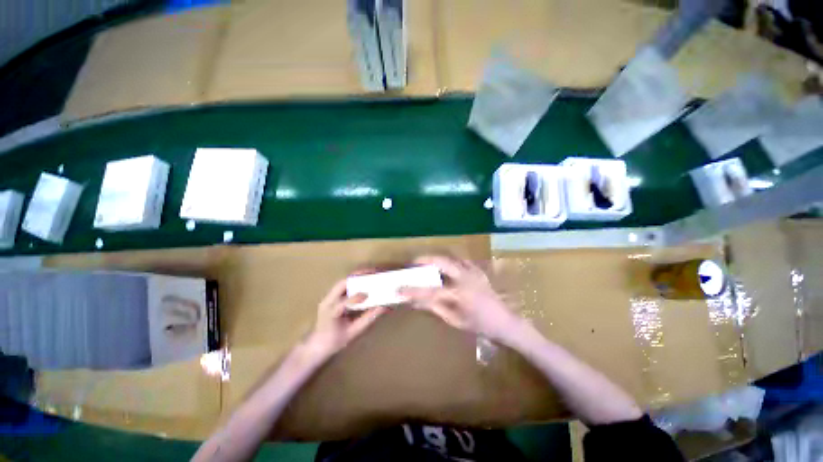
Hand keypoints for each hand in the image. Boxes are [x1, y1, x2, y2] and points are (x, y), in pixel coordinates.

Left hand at [306, 279, 386, 358]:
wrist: (316, 345)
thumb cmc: (335, 341)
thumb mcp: (353, 332)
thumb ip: (368, 319)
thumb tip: (383, 308)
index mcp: (330, 313)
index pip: (343, 303)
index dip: (356, 297)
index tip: (369, 295)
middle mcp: (328, 301)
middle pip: (342, 283)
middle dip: (359, 276)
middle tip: (374, 273)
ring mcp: (328, 297)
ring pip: (344, 281)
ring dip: (358, 276)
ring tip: (372, 273)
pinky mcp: (331, 296)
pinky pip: (344, 285)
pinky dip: (355, 281)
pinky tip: (365, 280)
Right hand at [401, 255, 522, 342]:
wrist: (506, 322)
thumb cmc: (480, 326)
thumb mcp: (455, 320)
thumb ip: (435, 308)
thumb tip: (416, 301)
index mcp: (460, 295)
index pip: (431, 291)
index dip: (413, 290)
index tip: (399, 288)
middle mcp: (466, 278)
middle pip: (441, 262)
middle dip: (424, 260)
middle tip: (412, 262)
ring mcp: (473, 271)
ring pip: (450, 257)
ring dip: (436, 259)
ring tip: (425, 263)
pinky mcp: (478, 270)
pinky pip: (461, 261)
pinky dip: (450, 261)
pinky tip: (445, 267)